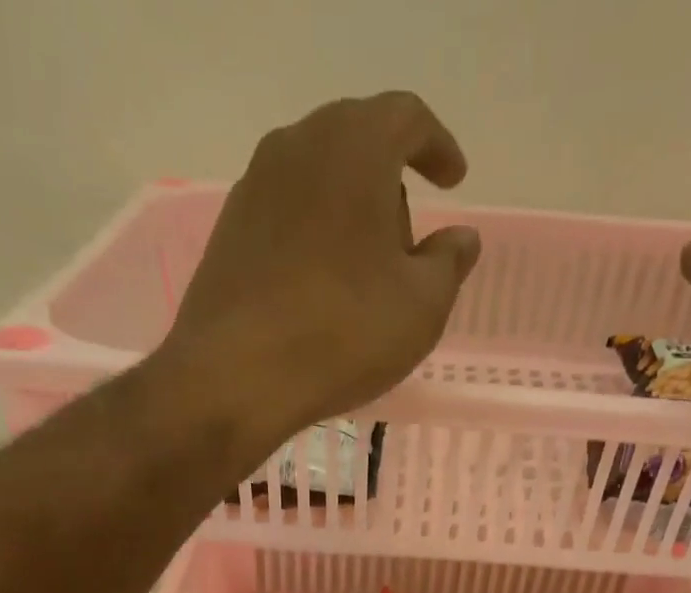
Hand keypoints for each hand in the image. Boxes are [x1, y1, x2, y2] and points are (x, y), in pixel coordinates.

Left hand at [159, 92, 481, 452]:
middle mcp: (299, 146)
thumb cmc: (343, 334)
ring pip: (318, 180)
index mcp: (356, 147)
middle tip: (407, 244)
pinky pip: (287, 216)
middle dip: (391, 183)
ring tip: (364, 273)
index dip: (437, 147)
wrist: (236, 375)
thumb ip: (449, 264)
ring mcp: (255, 186)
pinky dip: (314, 237)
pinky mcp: (229, 230)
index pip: (407, 118)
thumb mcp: (421, 308)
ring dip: (349, 213)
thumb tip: (461, 238)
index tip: (453, 180)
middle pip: (358, 142)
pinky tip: (321, 288)